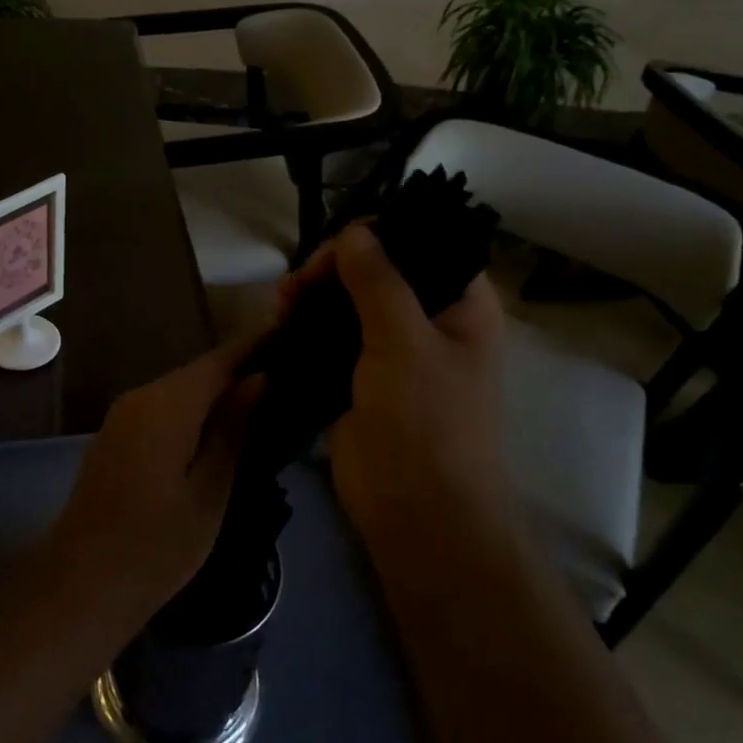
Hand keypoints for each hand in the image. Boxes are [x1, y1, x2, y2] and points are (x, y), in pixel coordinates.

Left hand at [41, 338, 263, 636]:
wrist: (81, 584)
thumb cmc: (156, 545)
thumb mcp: (209, 490)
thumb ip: (233, 430)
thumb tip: (258, 379)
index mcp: (167, 403)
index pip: (219, 361)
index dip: (255, 347)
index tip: (291, 335)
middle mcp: (140, 397)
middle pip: (197, 374)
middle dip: (238, 371)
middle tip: (287, 376)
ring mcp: (122, 417)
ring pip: (179, 393)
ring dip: (216, 395)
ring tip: (263, 402)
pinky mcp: (115, 438)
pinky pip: (162, 411)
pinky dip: (192, 414)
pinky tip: (218, 431)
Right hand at [283, 224, 507, 541]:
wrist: (415, 511)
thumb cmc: (425, 421)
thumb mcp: (404, 341)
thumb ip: (378, 280)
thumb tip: (353, 231)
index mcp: (461, 304)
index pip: (421, 244)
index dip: (377, 236)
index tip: (333, 248)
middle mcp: (430, 320)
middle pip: (378, 270)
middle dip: (334, 267)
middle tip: (298, 284)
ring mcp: (393, 350)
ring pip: (349, 302)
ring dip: (314, 295)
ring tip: (282, 304)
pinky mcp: (360, 377)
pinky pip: (331, 336)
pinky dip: (306, 326)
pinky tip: (281, 323)